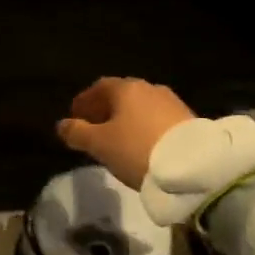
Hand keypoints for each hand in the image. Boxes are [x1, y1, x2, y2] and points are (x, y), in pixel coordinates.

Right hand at [56, 77, 196, 190]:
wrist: (193, 166)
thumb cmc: (137, 149)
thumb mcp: (100, 144)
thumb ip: (77, 133)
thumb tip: (62, 125)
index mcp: (126, 88)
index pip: (99, 87)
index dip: (84, 101)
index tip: (75, 117)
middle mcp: (149, 88)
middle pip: (121, 96)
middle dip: (105, 110)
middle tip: (94, 128)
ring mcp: (172, 102)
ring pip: (140, 107)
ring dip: (126, 119)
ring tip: (117, 139)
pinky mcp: (188, 120)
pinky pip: (156, 119)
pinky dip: (143, 127)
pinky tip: (141, 144)